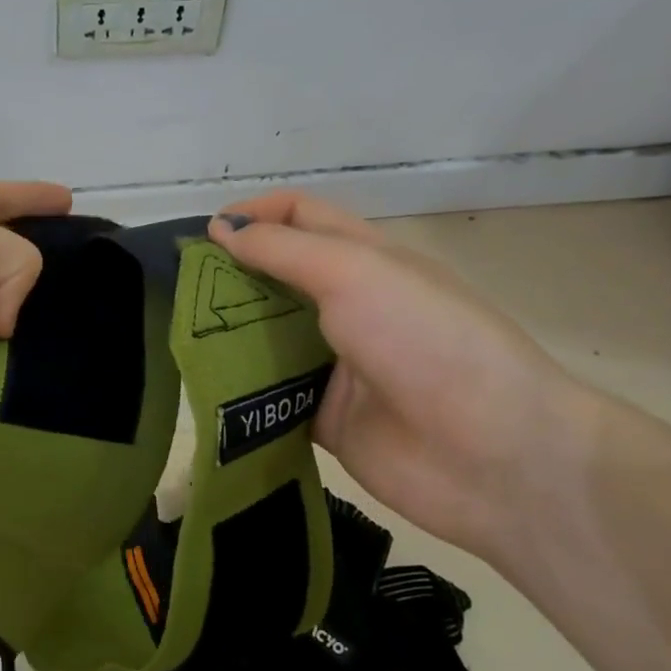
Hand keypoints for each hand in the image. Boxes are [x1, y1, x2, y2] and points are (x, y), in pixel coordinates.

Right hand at [208, 192, 600, 560]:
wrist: (494, 456)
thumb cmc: (426, 341)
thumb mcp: (354, 275)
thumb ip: (283, 251)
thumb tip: (221, 228)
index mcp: (365, 259)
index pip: (300, 217)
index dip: (254, 214)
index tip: (204, 232)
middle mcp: (347, 306)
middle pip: (275, 277)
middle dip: (228, 276)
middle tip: (177, 288)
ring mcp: (334, 364)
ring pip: (266, 337)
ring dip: (226, 333)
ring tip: (176, 335)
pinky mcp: (322, 416)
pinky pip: (269, 395)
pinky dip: (239, 389)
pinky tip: (202, 387)